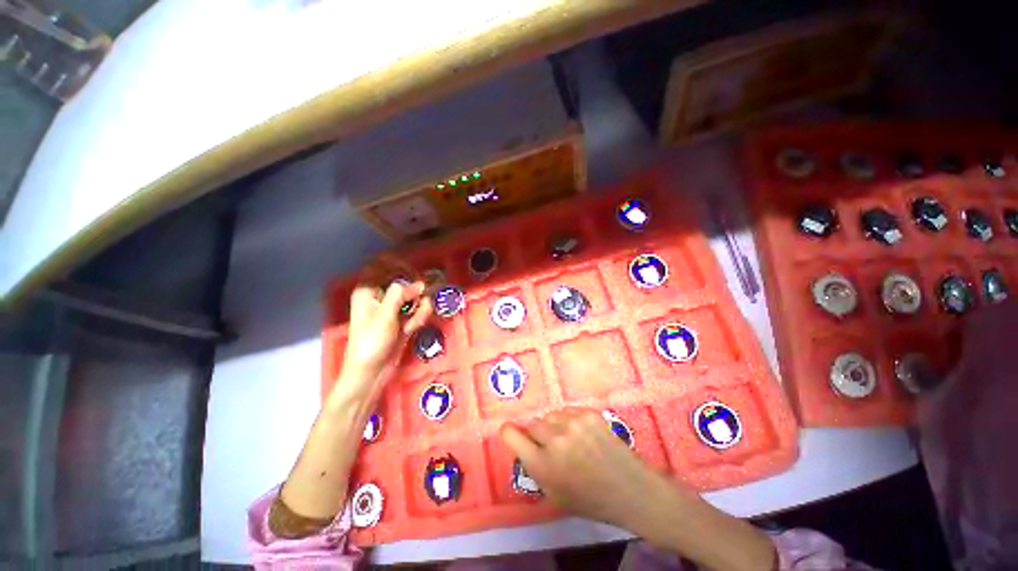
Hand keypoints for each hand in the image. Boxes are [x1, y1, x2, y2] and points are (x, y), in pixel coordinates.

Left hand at [342, 257, 432, 384]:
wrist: (370, 373)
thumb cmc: (371, 342)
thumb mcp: (385, 315)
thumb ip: (401, 294)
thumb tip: (420, 284)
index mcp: (368, 290)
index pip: (382, 264)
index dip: (399, 264)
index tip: (415, 272)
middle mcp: (381, 295)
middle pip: (404, 280)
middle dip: (416, 290)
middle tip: (422, 299)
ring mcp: (393, 308)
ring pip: (414, 296)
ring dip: (419, 306)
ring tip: (412, 322)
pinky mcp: (403, 320)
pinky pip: (417, 310)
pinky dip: (419, 317)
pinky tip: (412, 328)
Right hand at [500, 408, 678, 529]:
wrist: (630, 489)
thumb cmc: (590, 499)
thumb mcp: (553, 494)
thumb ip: (534, 467)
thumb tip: (524, 443)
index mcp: (542, 465)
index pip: (511, 435)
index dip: (509, 432)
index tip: (512, 432)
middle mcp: (554, 439)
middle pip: (532, 423)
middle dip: (538, 434)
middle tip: (551, 445)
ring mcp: (573, 423)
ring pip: (551, 415)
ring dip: (555, 426)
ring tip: (570, 439)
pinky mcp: (588, 413)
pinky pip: (568, 411)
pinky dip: (570, 421)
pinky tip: (583, 434)